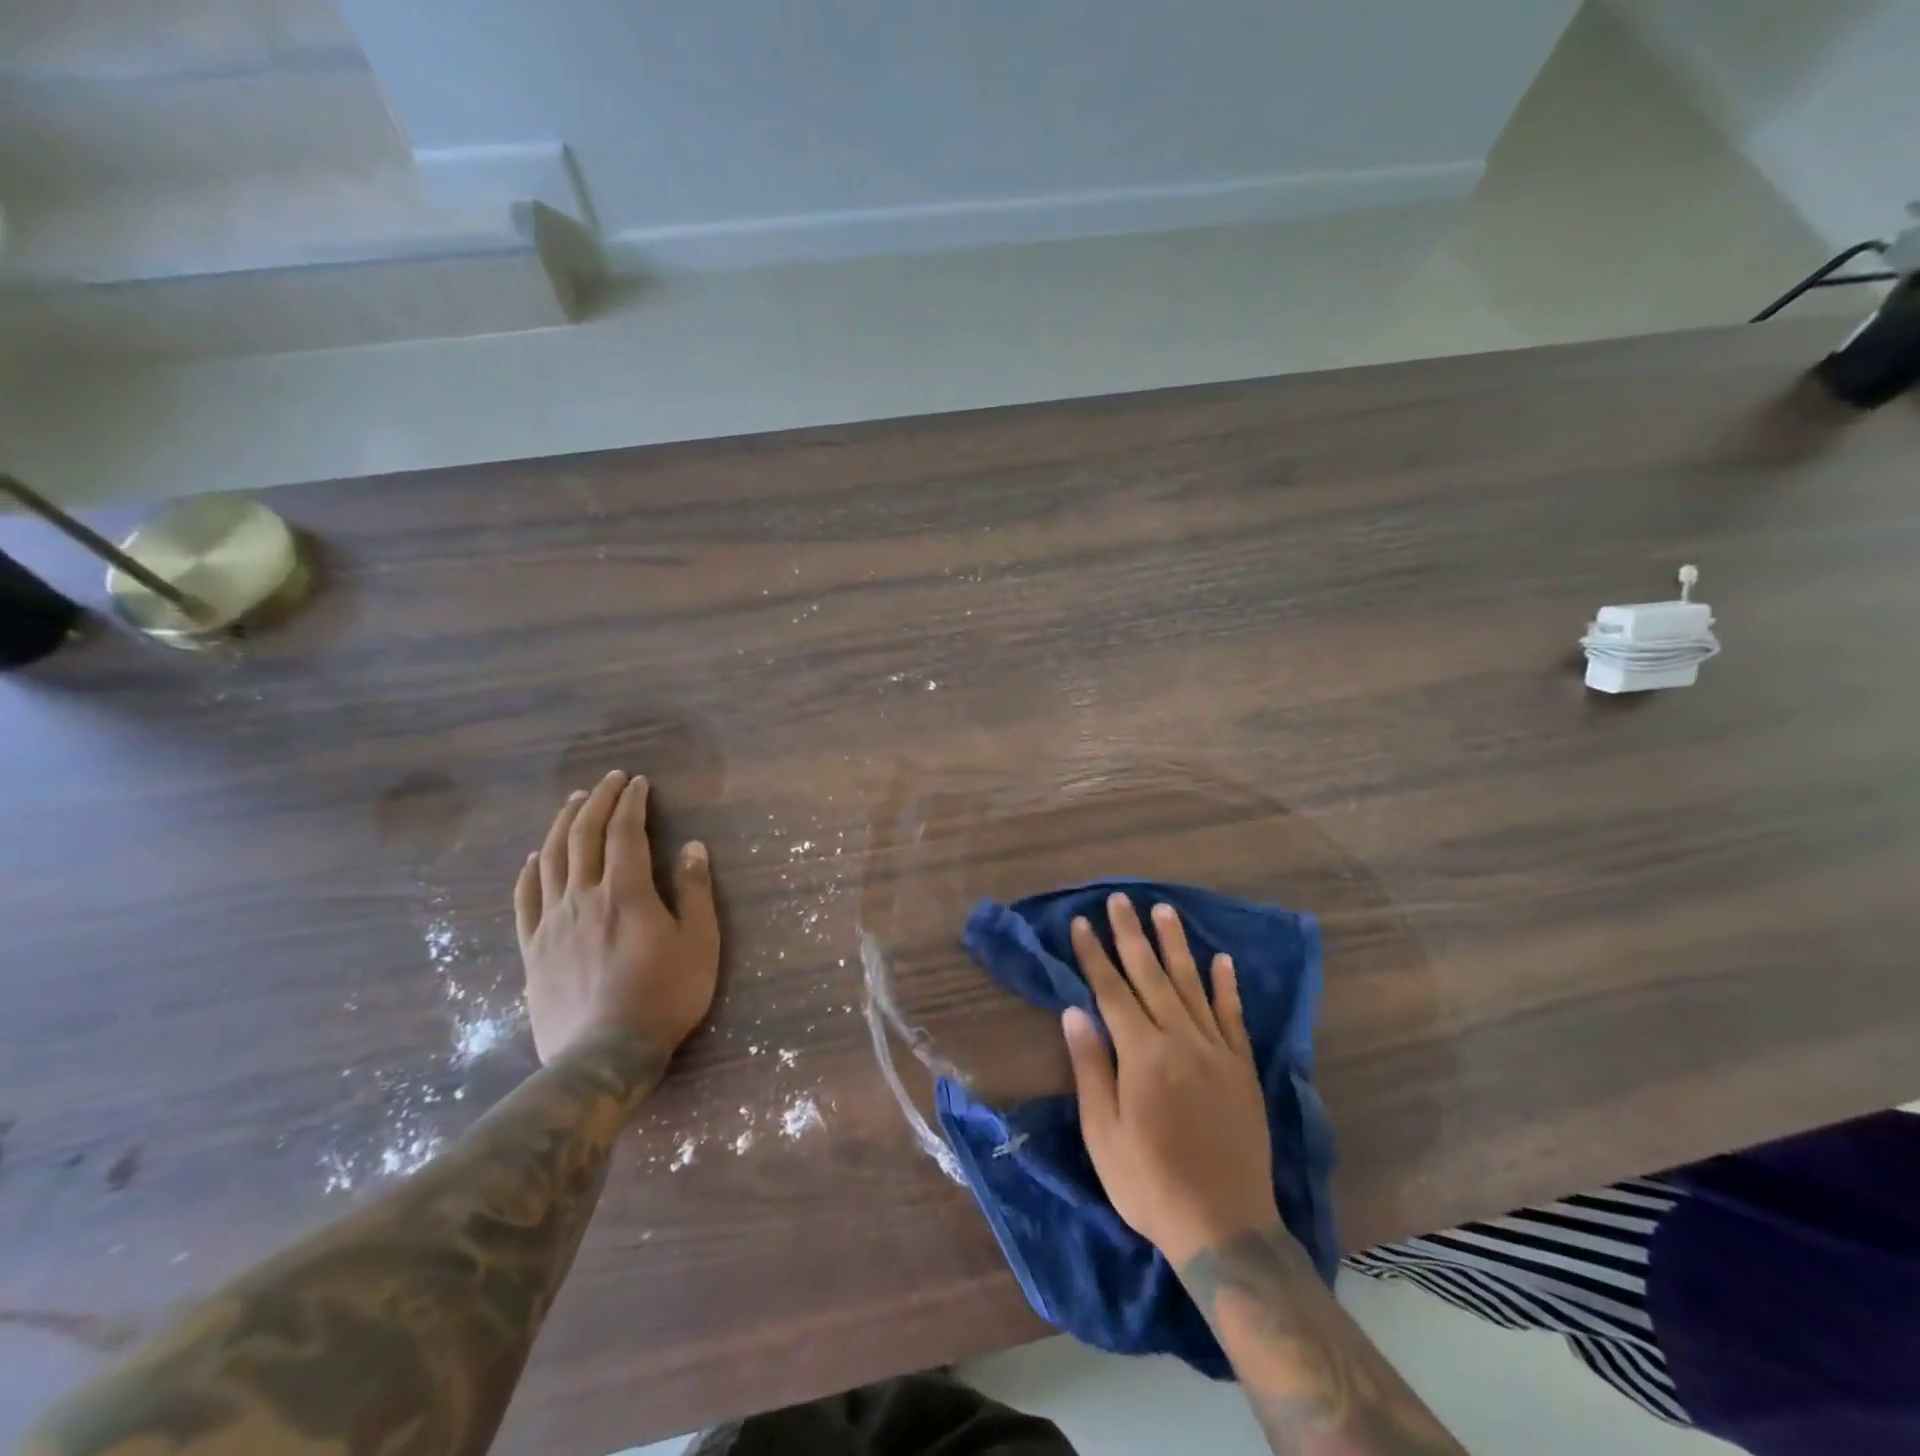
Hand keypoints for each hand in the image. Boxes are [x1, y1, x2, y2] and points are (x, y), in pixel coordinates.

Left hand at [514, 771, 720, 1064]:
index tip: (639, 782)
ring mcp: (552, 923)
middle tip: (608, 780)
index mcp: (626, 891)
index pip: (626, 831)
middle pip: (584, 836)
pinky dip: (528, 872)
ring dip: (562, 825)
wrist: (604, 1054)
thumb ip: (695, 891)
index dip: (632, 802)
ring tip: (572, 803)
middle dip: (597, 801)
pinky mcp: (532, 949)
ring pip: (550, 860)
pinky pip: (525, 901)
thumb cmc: (664, 996)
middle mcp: (584, 896)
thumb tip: (693, 846)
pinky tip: (532, 859)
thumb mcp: (699, 942)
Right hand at [1064, 894, 1279, 1265]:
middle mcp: (1180, 1040)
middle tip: (1120, 899)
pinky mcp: (1242, 1068)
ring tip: (1164, 911)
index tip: (1082, 923)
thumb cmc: (1149, 1183)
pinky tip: (1222, 960)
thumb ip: (1090, 1066)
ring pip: (1192, 984)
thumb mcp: (1103, 1133)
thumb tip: (1074, 1011)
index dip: (1095, 955)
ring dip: (1176, 945)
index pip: (1112, 990)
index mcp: (1142, 1054)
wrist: (1225, 1226)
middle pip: (1151, 975)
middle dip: (1131, 935)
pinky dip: (1227, 986)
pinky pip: (1233, 1017)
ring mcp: (1216, 1051)